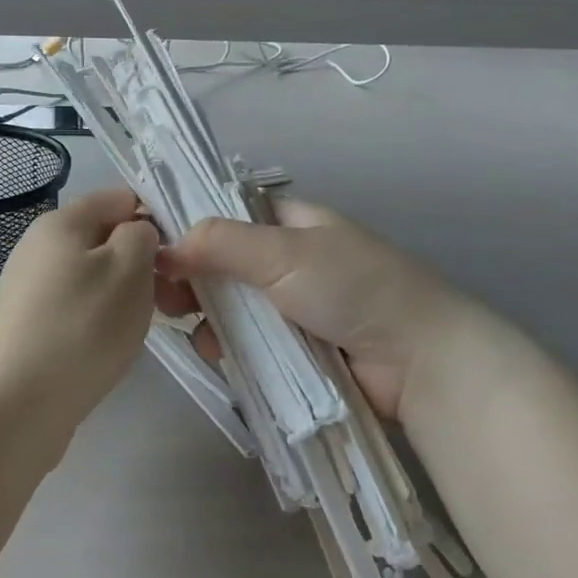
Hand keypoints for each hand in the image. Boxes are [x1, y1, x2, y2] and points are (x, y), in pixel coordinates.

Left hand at [0, 188, 159, 424]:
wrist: (16, 406)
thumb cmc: (82, 327)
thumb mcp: (129, 268)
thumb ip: (141, 235)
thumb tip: (135, 233)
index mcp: (60, 222)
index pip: (118, 198)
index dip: (154, 218)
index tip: (178, 256)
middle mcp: (37, 247)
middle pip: (104, 239)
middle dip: (140, 262)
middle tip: (167, 298)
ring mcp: (28, 289)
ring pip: (92, 276)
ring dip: (122, 295)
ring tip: (138, 327)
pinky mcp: (26, 326)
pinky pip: (75, 308)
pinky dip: (98, 320)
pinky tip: (107, 348)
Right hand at [155, 200, 474, 420]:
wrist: (419, 360)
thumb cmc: (353, 288)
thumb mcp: (285, 252)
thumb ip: (220, 243)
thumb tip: (163, 246)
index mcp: (291, 223)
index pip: (228, 216)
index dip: (191, 230)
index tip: (157, 253)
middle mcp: (288, 262)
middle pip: (222, 266)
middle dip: (193, 282)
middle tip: (169, 300)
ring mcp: (290, 309)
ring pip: (230, 309)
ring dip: (208, 319)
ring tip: (198, 333)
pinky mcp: (293, 351)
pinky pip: (247, 345)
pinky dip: (229, 349)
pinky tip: (218, 356)